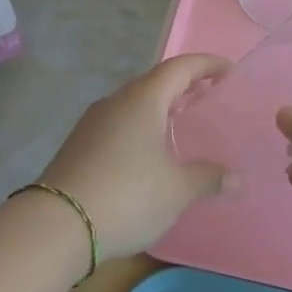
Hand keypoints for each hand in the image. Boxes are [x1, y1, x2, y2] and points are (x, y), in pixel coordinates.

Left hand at [41, 53, 232, 260]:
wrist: (55, 226)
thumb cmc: (126, 195)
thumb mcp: (176, 190)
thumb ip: (207, 178)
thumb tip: (236, 178)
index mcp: (144, 98)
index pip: (181, 67)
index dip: (207, 65)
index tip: (229, 71)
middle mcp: (118, 100)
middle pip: (156, 81)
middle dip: (183, 86)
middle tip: (208, 97)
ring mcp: (93, 121)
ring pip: (134, 103)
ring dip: (160, 107)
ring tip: (180, 125)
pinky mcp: (79, 144)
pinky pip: (119, 123)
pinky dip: (141, 126)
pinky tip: (147, 153)